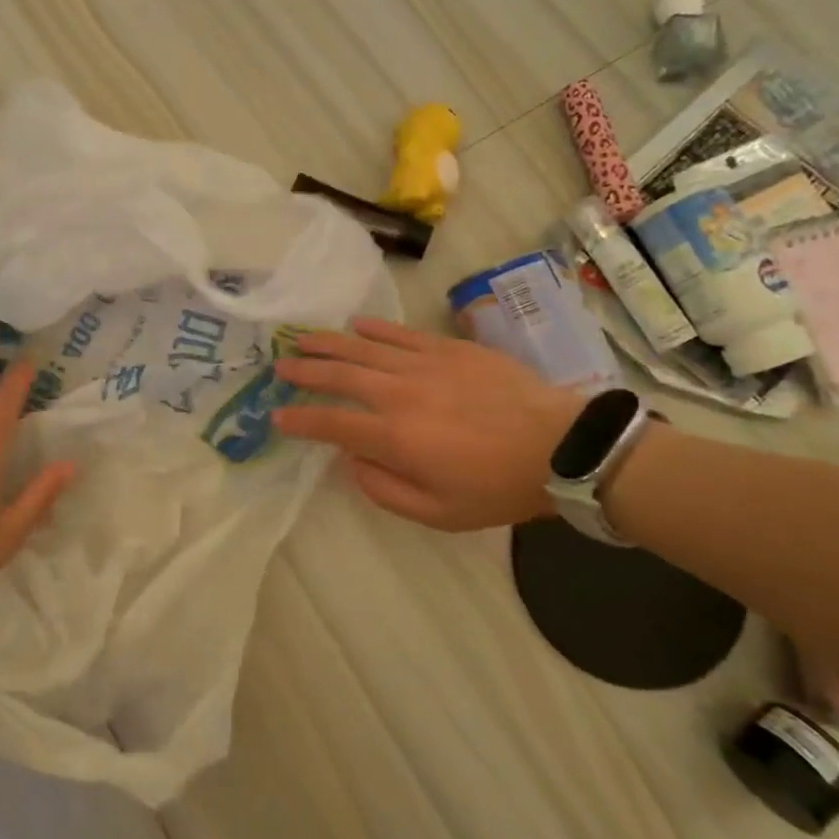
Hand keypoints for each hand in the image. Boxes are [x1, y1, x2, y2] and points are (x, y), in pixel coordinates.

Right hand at [271, 318, 581, 530]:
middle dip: (305, 371)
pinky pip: (401, 334)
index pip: (332, 423)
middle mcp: (399, 393)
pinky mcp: (448, 348)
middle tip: (281, 367)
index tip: (277, 416)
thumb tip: (352, 460)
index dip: (300, 420)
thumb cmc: (497, 487)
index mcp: (395, 437)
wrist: (561, 446)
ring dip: (329, 343)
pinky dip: (374, 328)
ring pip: (363, 347)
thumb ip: (385, 490)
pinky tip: (356, 324)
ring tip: (303, 338)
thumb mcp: (438, 513)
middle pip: (340, 375)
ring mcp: (423, 365)